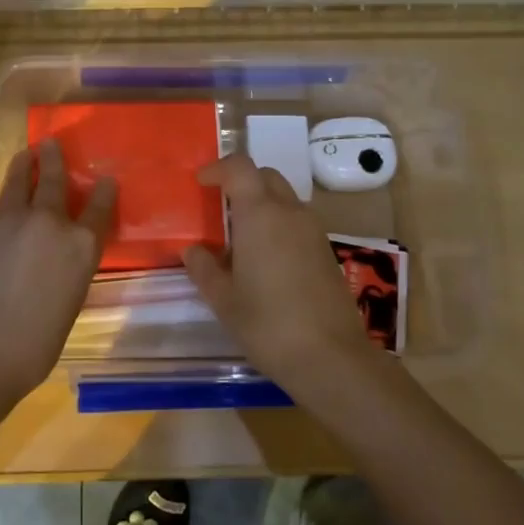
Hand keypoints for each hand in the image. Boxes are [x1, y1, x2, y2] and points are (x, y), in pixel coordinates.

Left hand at [0, 138, 115, 405]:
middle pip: (52, 179)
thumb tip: (53, 255)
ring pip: (16, 183)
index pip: (98, 208)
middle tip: (51, 143)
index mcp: (79, 245)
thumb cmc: (34, 343)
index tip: (104, 179)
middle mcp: (47, 222)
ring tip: (24, 155)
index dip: (103, 192)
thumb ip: (66, 266)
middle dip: (54, 159)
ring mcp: (7, 220)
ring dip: (22, 167)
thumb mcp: (68, 301)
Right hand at [183, 154, 378, 401]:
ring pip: (284, 198)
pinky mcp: (326, 250)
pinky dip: (277, 224)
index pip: (240, 167)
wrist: (331, 356)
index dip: (218, 168)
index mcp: (260, 214)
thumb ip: (204, 268)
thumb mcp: (223, 299)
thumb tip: (193, 250)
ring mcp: (313, 230)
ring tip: (239, 236)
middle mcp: (290, 212)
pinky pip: (297, 221)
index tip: (201, 183)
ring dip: (261, 203)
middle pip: (265, 176)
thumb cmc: (267, 324)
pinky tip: (264, 259)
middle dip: (241, 181)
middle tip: (219, 206)